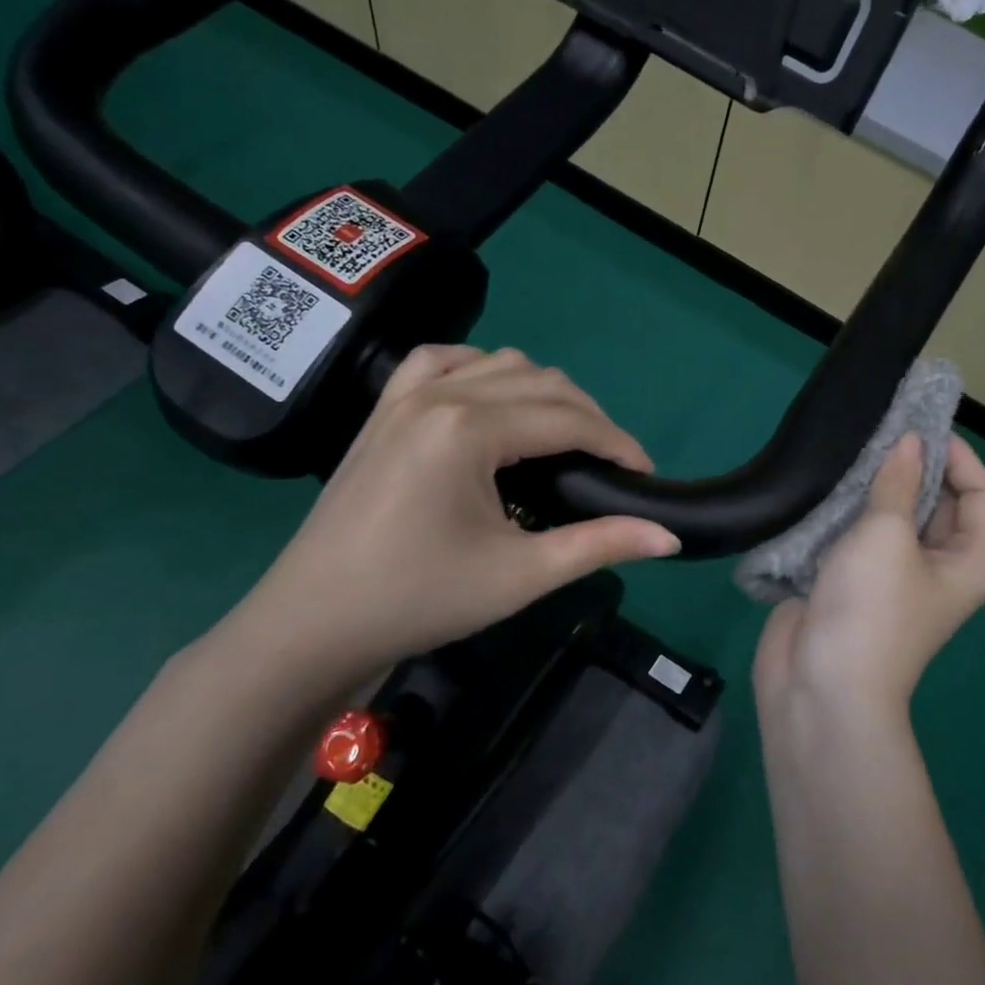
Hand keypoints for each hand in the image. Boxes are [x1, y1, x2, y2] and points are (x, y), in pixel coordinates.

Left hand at [214, 346, 678, 702]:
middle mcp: (440, 395)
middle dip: (589, 418)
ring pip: (499, 362)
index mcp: (470, 429)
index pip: (568, 419)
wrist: (314, 622)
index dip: (617, 443)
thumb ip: (599, 545)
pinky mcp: (384, 409)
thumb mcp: (520, 574)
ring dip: (543, 392)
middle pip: (542, 381)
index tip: (644, 474)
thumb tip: (669, 538)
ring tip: (561, 438)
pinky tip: (492, 400)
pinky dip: (481, 370)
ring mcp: (405, 396)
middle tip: (609, 466)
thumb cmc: (420, 599)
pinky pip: (442, 361)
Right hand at [753, 433, 984, 720]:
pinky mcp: (849, 583)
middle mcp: (935, 568)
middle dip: (915, 467)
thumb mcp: (888, 535)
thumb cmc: (871, 607)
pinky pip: (855, 537)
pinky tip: (825, 484)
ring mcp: (890, 578)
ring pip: (892, 519)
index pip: (983, 497)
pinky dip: (845, 511)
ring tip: (852, 448)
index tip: (924, 427)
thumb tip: (910, 442)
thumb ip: (898, 483)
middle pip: (937, 505)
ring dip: (875, 487)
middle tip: (882, 430)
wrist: (821, 686)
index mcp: (966, 562)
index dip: (962, 459)